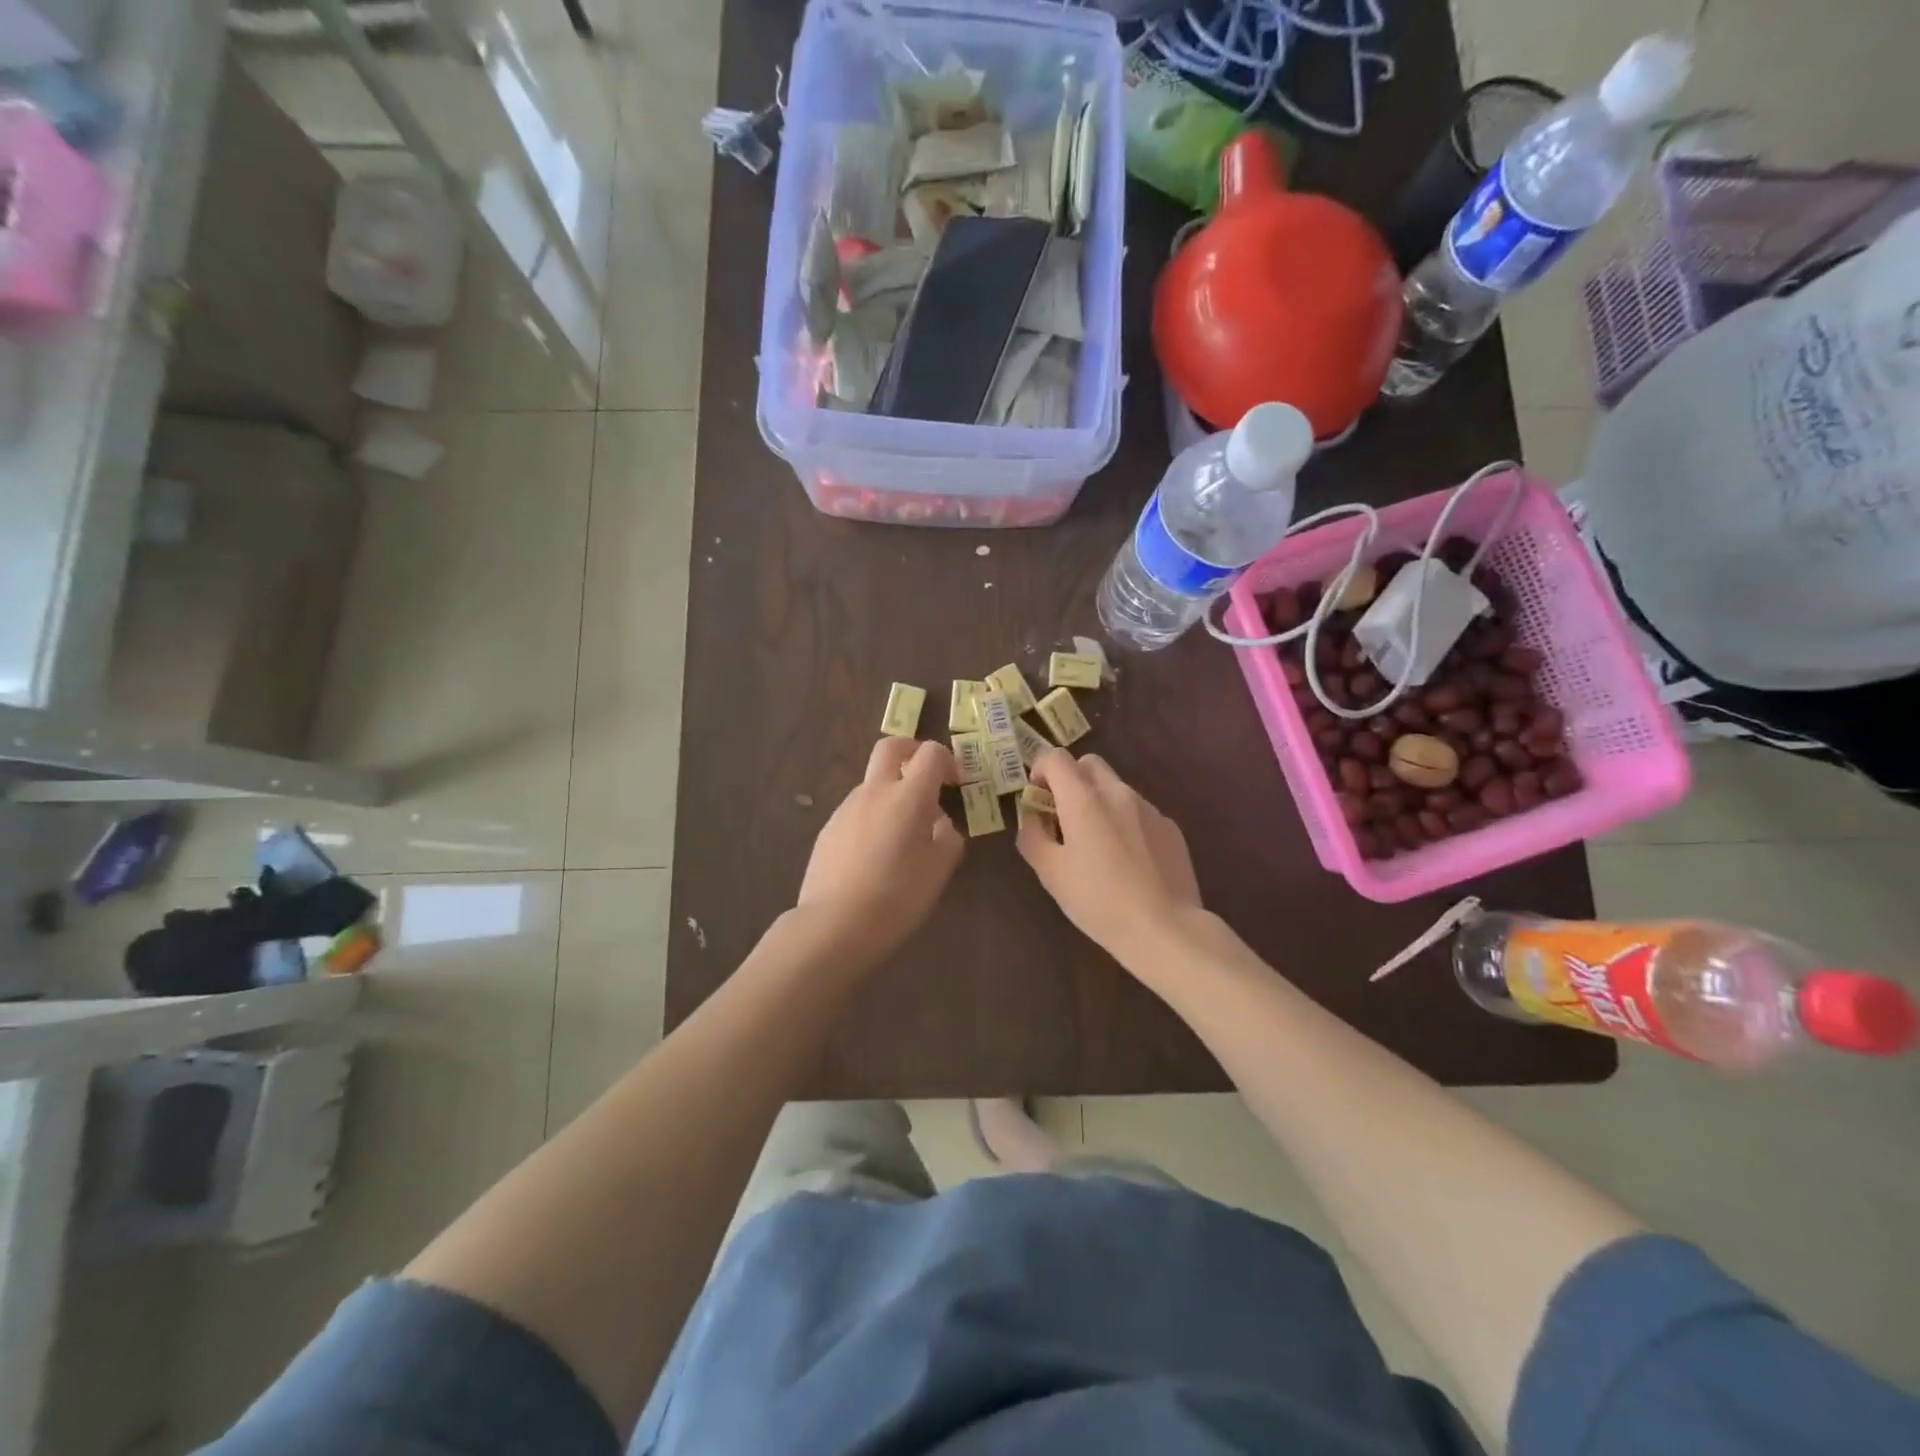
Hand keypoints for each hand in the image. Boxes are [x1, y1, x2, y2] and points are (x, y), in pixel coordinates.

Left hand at [796, 738, 963, 966]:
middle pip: (890, 747)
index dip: (947, 760)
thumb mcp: (939, 870)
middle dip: (912, 751)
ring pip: (872, 782)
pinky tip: (876, 854)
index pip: (931, 753)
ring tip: (903, 832)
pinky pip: (857, 810)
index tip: (955, 783)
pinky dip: (873, 816)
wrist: (835, 924)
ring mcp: (846, 808)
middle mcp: (874, 792)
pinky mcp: (828, 829)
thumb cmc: (898, 896)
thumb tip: (941, 824)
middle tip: (926, 777)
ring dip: (891, 790)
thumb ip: (948, 838)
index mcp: (908, 797)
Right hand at [1017, 751, 1202, 961]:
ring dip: (1098, 802)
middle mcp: (1118, 792)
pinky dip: (1125, 822)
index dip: (1041, 771)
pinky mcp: (1170, 827)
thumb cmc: (1098, 901)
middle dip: (1071, 780)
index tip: (1038, 799)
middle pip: (1089, 764)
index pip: (1056, 758)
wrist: (1164, 928)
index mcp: (1084, 799)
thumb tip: (1032, 814)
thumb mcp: (1050, 872)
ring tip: (1098, 845)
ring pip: (1115, 787)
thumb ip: (1033, 834)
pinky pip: (1139, 811)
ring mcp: (1149, 808)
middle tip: (1064, 817)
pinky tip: (1128, 861)